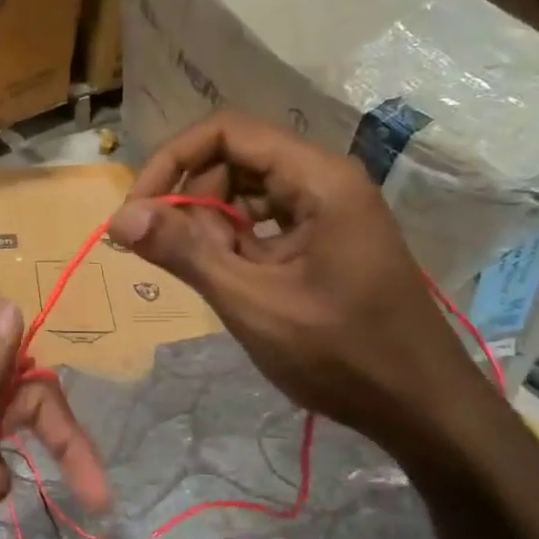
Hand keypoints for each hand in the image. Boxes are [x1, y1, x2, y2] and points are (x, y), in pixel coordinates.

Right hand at [109, 112, 496, 454]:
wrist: (420, 406)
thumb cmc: (339, 354)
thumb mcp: (251, 302)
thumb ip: (184, 253)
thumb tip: (118, 218)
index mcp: (317, 179)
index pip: (226, 132)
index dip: (172, 161)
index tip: (137, 212)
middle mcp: (324, 179)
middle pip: (234, 158)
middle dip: (191, 199)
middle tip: (174, 256)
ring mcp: (328, 210)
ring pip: (245, 191)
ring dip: (211, 225)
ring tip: (207, 275)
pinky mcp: (325, 238)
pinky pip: (264, 221)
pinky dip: (235, 243)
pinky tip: (231, 281)